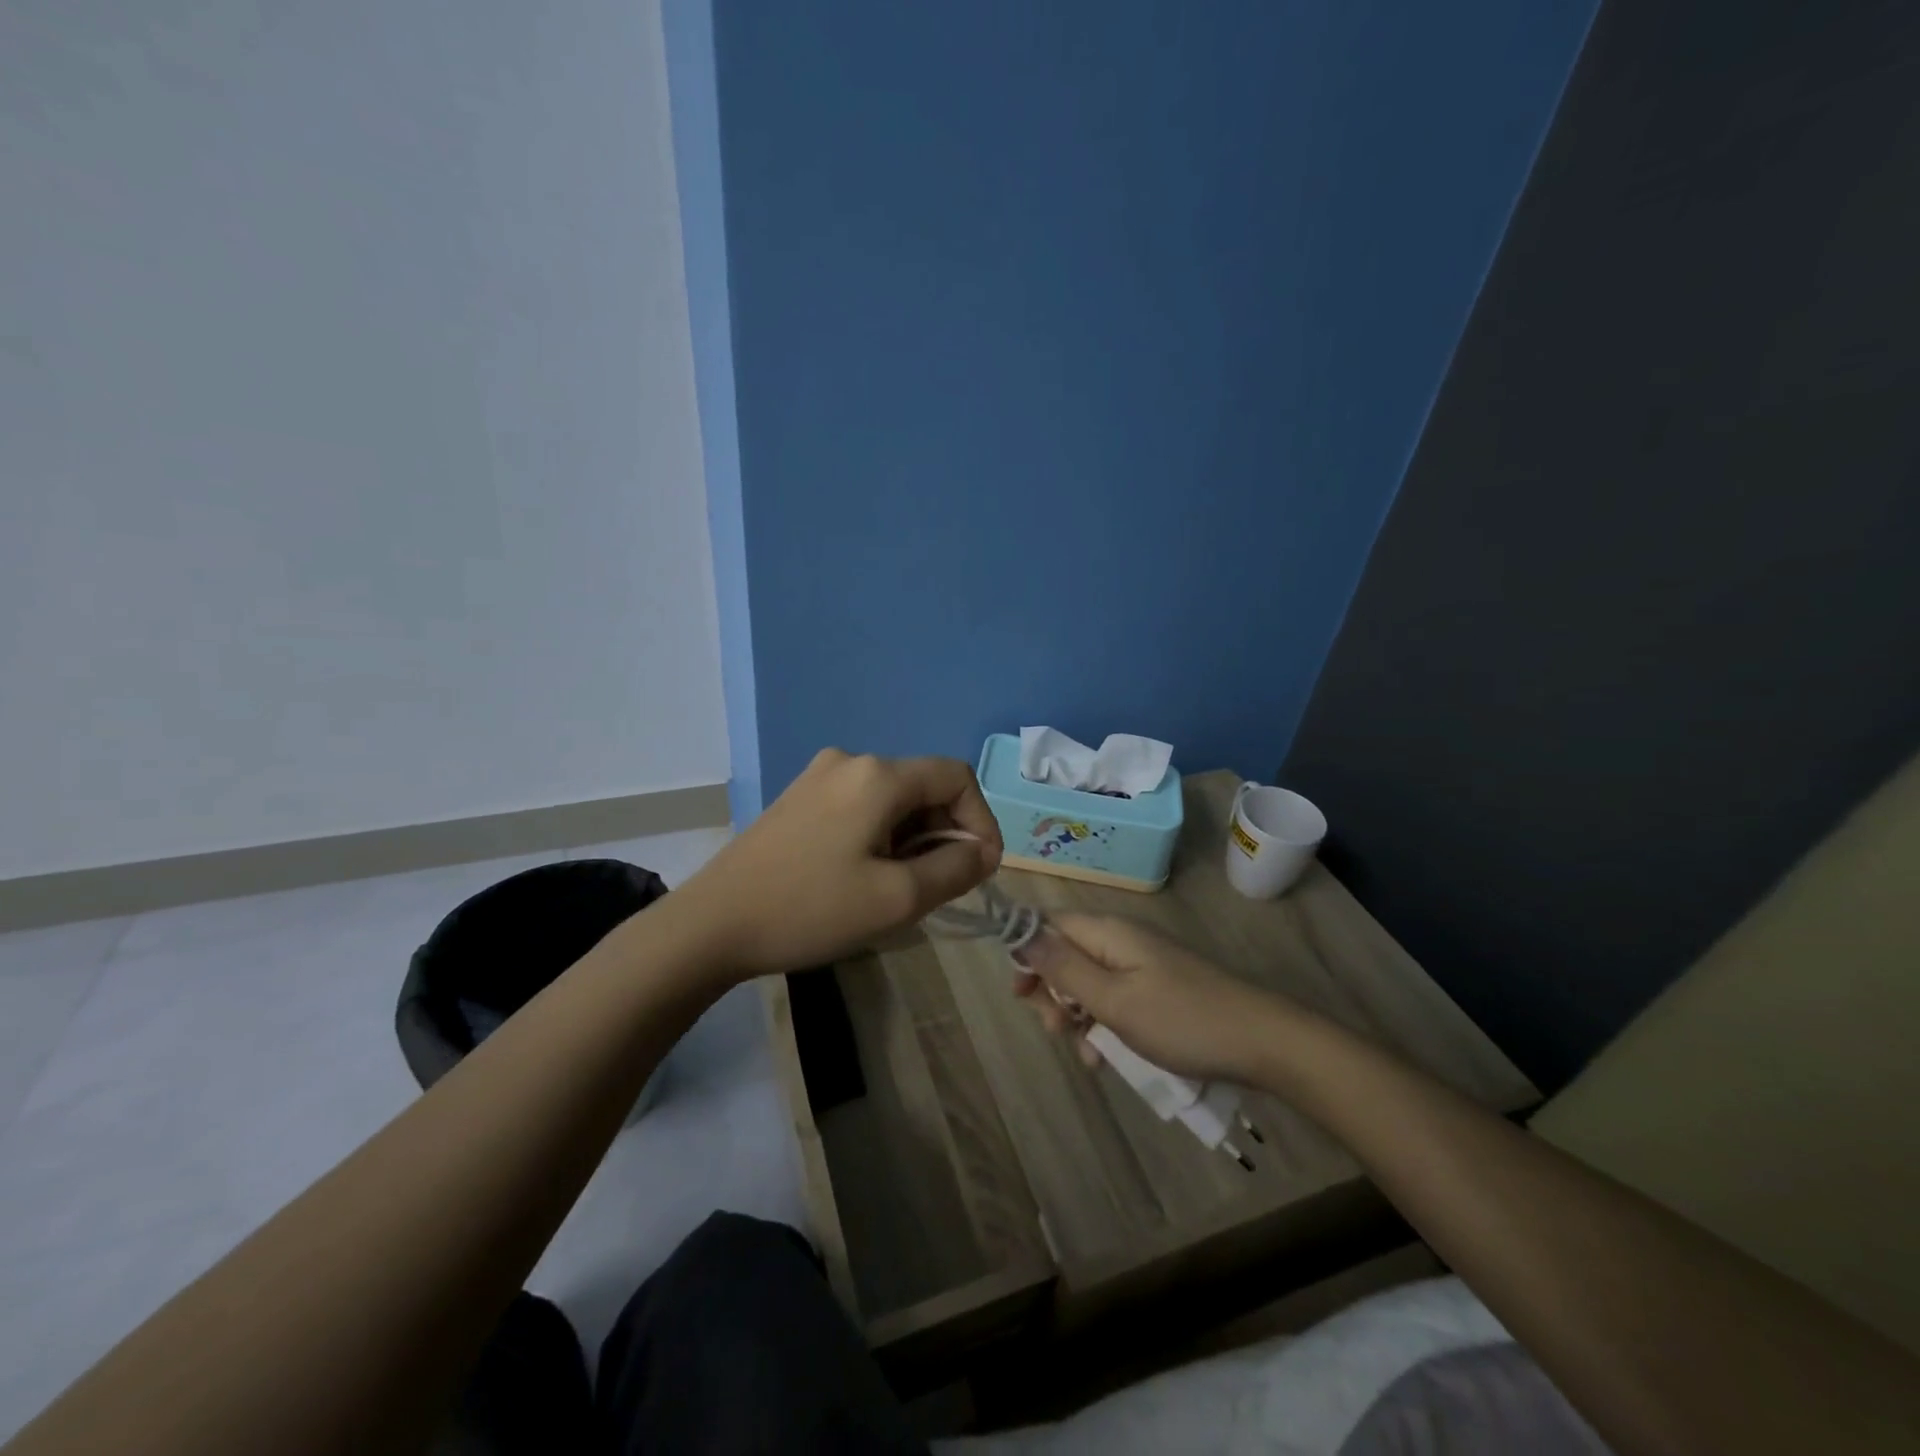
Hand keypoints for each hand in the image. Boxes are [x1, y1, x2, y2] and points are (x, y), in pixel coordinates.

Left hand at [681, 749, 1001, 978]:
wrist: (712, 924)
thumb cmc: (811, 909)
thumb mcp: (897, 898)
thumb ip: (955, 868)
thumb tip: (983, 851)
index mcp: (878, 775)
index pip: (957, 776)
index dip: (980, 819)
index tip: (977, 869)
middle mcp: (851, 761)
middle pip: (924, 786)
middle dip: (944, 833)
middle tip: (936, 888)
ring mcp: (820, 776)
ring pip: (893, 799)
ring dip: (912, 838)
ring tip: (897, 889)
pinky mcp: (800, 797)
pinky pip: (862, 806)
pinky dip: (881, 835)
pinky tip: (863, 876)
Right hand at [1013, 914, 1288, 1082]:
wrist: (1261, 1042)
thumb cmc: (1181, 1019)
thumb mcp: (1114, 999)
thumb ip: (1064, 968)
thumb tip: (1021, 933)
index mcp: (1107, 932)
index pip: (1048, 924)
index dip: (1027, 953)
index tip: (1021, 995)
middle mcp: (1120, 940)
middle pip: (1065, 955)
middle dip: (1052, 993)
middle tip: (1057, 1030)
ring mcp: (1141, 965)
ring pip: (1088, 983)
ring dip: (1077, 1016)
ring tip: (1087, 1053)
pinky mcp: (1156, 989)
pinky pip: (1114, 1000)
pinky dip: (1104, 1025)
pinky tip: (1107, 1057)